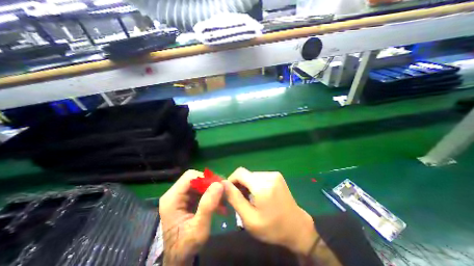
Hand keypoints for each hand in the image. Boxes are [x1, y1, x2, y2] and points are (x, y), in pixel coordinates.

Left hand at [159, 170, 223, 264]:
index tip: (219, 185)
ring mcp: (180, 196)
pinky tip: (219, 204)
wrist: (179, 259)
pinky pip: (201, 191)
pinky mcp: (186, 200)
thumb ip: (208, 206)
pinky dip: (211, 195)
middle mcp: (174, 194)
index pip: (190, 176)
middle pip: (195, 178)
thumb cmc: (186, 247)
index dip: (205, 178)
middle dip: (211, 184)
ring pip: (200, 184)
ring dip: (212, 190)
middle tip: (224, 191)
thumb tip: (219, 184)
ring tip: (223, 200)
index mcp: (172, 198)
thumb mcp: (199, 229)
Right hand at [222, 168, 317, 255]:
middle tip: (241, 200)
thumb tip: (223, 183)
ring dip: (247, 185)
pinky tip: (259, 195)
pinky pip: (259, 176)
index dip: (231, 180)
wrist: (297, 227)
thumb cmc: (272, 228)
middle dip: (240, 185)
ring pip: (252, 175)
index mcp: (262, 186)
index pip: (240, 172)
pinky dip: (255, 184)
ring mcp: (274, 174)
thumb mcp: (249, 219)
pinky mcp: (277, 176)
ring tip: (250, 199)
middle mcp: (269, 176)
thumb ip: (235, 199)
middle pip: (246, 174)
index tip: (230, 193)